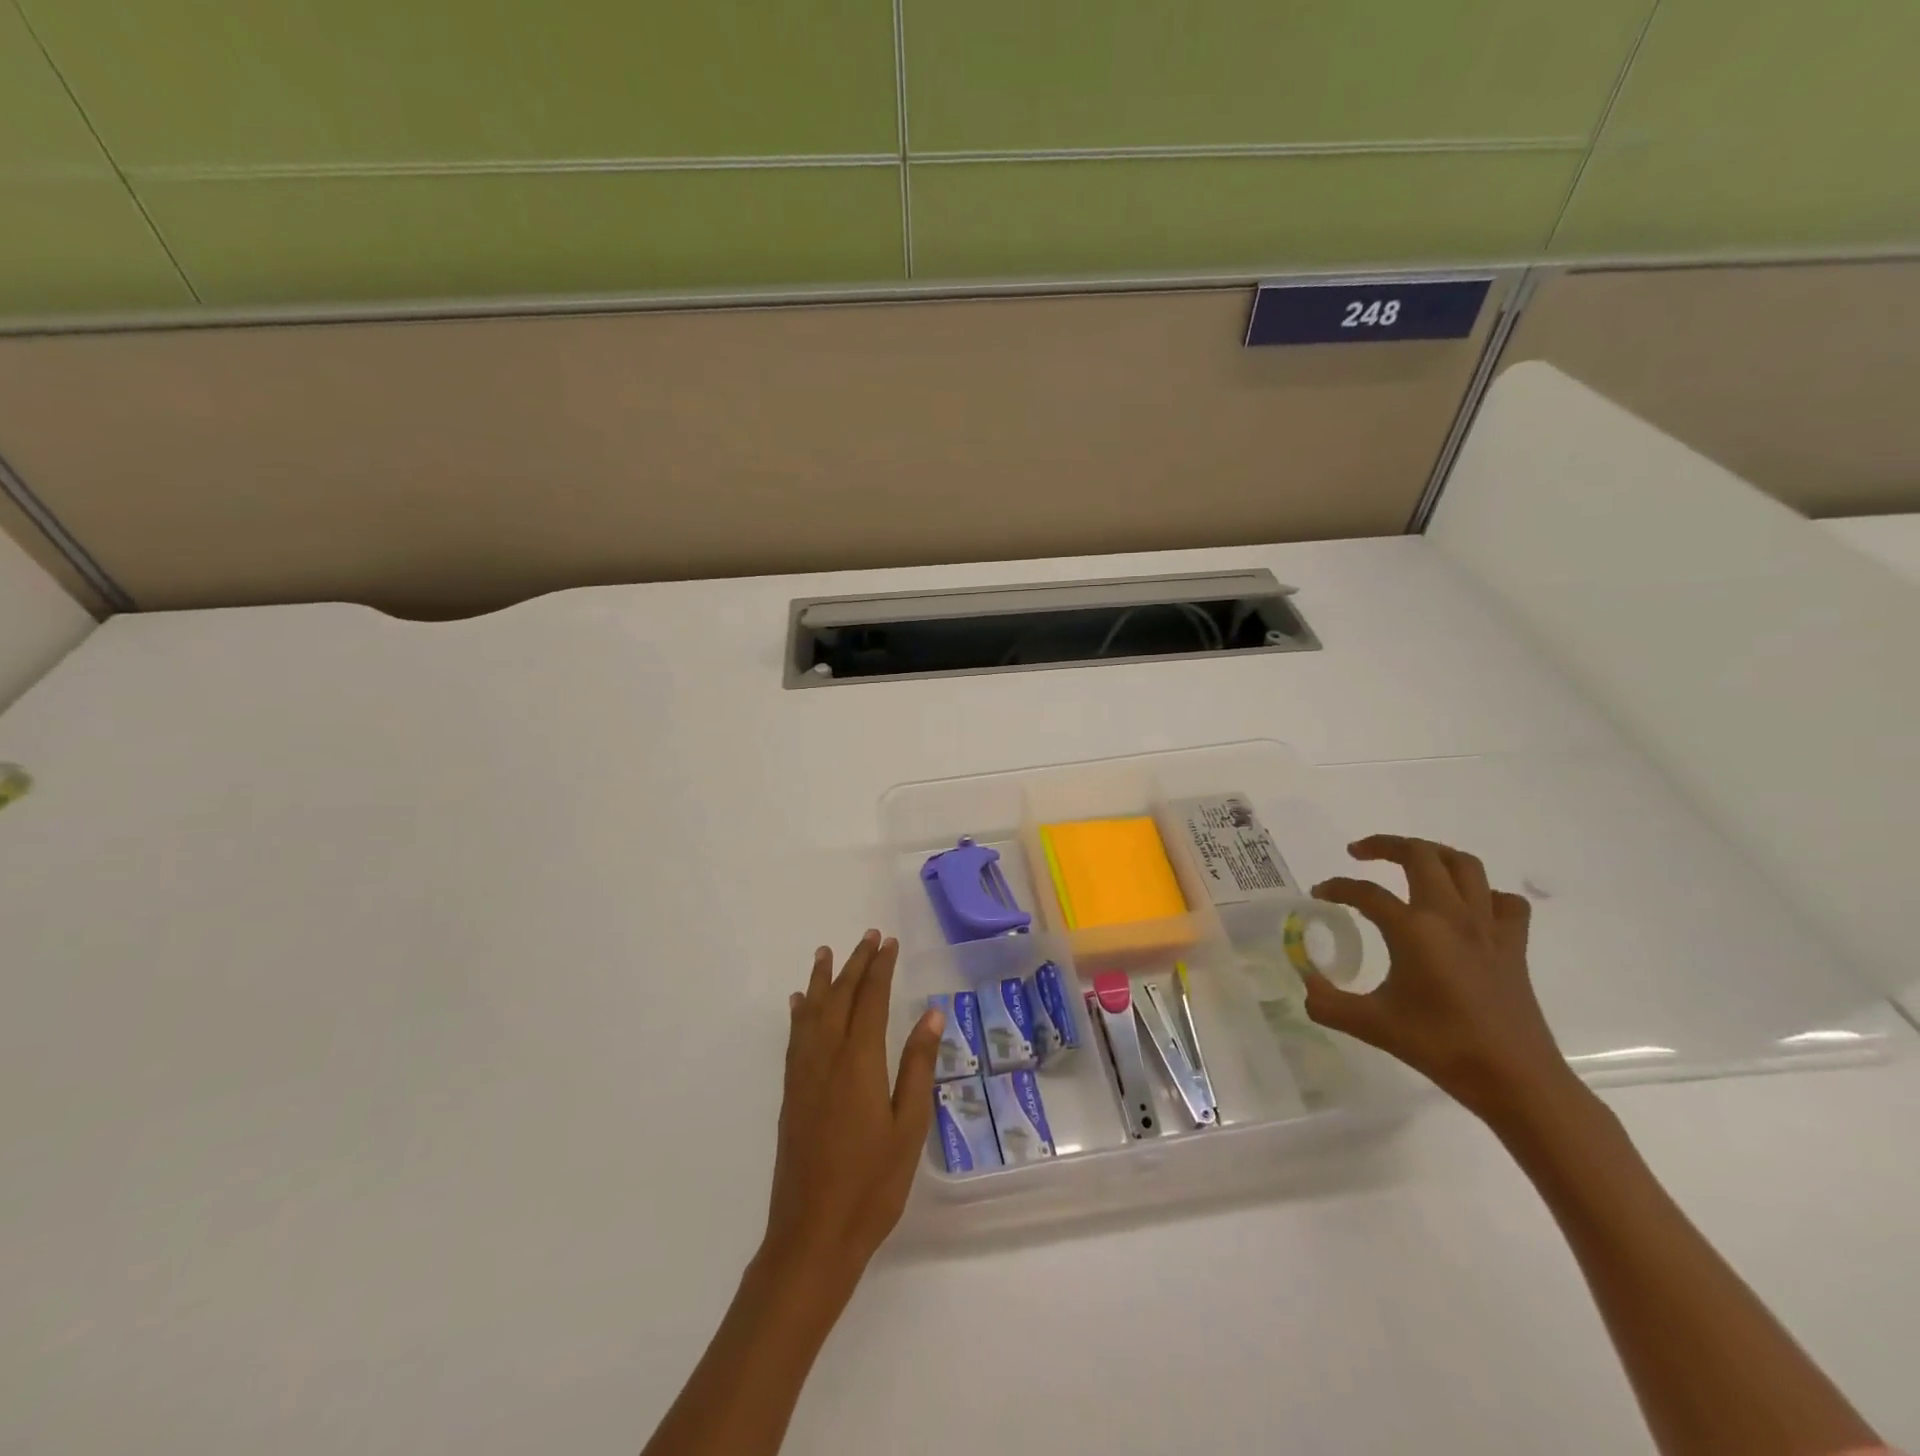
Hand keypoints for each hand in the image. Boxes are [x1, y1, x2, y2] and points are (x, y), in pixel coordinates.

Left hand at [762, 931, 943, 1298]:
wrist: (811, 1236)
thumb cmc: (871, 1185)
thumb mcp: (909, 1128)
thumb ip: (918, 1067)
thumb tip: (931, 1015)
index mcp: (859, 1063)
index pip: (871, 1000)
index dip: (880, 969)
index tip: (889, 943)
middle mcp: (827, 1058)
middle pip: (840, 998)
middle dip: (855, 964)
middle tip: (868, 937)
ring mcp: (804, 1076)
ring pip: (813, 1013)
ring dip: (823, 980)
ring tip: (827, 952)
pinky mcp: (791, 1094)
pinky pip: (795, 1038)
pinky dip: (800, 1013)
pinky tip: (800, 1004)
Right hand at [1303, 835, 1572, 1123]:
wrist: (1515, 1079)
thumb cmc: (1440, 1046)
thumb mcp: (1371, 1024)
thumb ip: (1328, 1002)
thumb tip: (1306, 985)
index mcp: (1414, 929)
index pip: (1365, 893)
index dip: (1336, 888)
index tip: (1318, 894)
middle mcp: (1451, 916)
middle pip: (1420, 855)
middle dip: (1385, 845)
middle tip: (1359, 854)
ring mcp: (1488, 927)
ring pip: (1465, 865)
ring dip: (1433, 854)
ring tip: (1409, 862)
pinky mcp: (1513, 945)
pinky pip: (1503, 901)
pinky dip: (1483, 893)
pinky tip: (1465, 907)